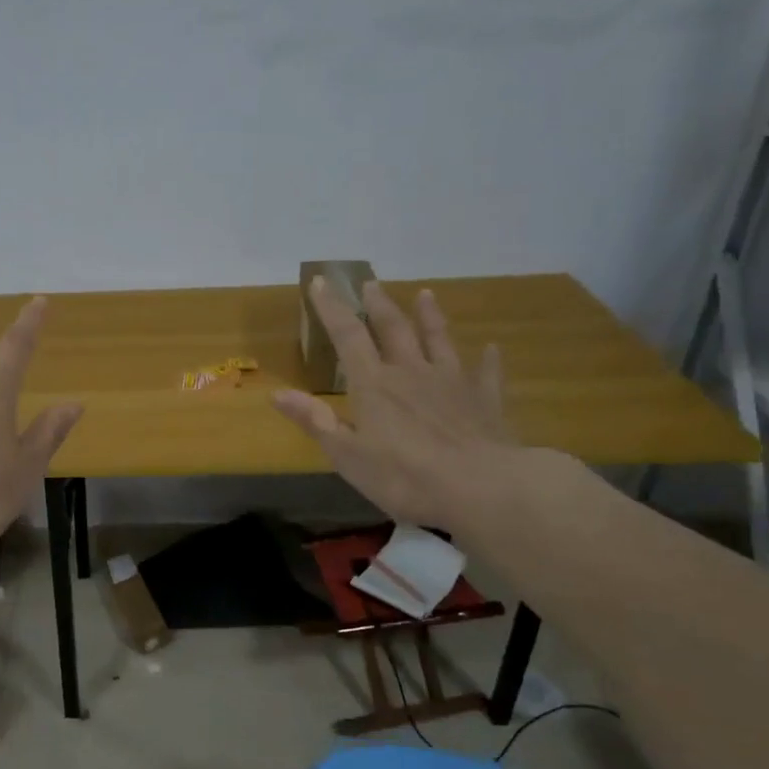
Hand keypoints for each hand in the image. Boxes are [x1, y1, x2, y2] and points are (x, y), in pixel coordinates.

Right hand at [273, 280, 514, 528]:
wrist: (481, 487)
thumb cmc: (404, 476)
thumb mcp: (347, 456)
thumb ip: (315, 421)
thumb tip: (277, 394)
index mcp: (374, 385)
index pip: (348, 336)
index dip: (332, 309)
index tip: (321, 282)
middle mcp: (411, 372)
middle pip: (394, 329)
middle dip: (379, 305)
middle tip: (370, 283)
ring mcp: (452, 383)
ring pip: (439, 340)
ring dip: (430, 317)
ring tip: (426, 294)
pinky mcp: (485, 401)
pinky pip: (486, 374)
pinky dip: (488, 359)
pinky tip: (492, 348)